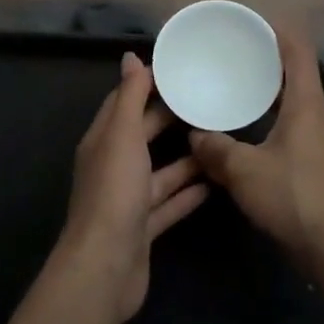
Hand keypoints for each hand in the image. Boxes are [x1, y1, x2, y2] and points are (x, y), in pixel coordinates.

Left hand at [58, 52, 208, 321]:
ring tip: (221, 140)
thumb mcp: (122, 136)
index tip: (179, 70)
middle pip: (144, 135)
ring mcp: (129, 200)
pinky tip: (216, 183)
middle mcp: (113, 167)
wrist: (106, 266)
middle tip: (209, 101)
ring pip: (161, 172)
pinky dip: (189, 193)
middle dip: (171, 119)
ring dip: (187, 159)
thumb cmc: (113, 192)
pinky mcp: (144, 228)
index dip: (146, 85)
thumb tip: (130, 57)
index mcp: (103, 141)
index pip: (123, 103)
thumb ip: (129, 98)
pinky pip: (170, 204)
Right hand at [190, 22, 323, 264]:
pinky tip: (253, 139)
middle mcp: (320, 119)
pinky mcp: (322, 170)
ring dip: (273, 98)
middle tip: (238, 58)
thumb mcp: (243, 170)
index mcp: (306, 106)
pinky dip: (275, 125)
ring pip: (297, 109)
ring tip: (241, 95)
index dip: (282, 33)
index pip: (299, 54)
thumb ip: (216, 149)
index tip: (258, 22)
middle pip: (299, 79)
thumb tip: (196, 135)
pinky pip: (296, 134)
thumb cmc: (292, 196)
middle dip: (271, 66)